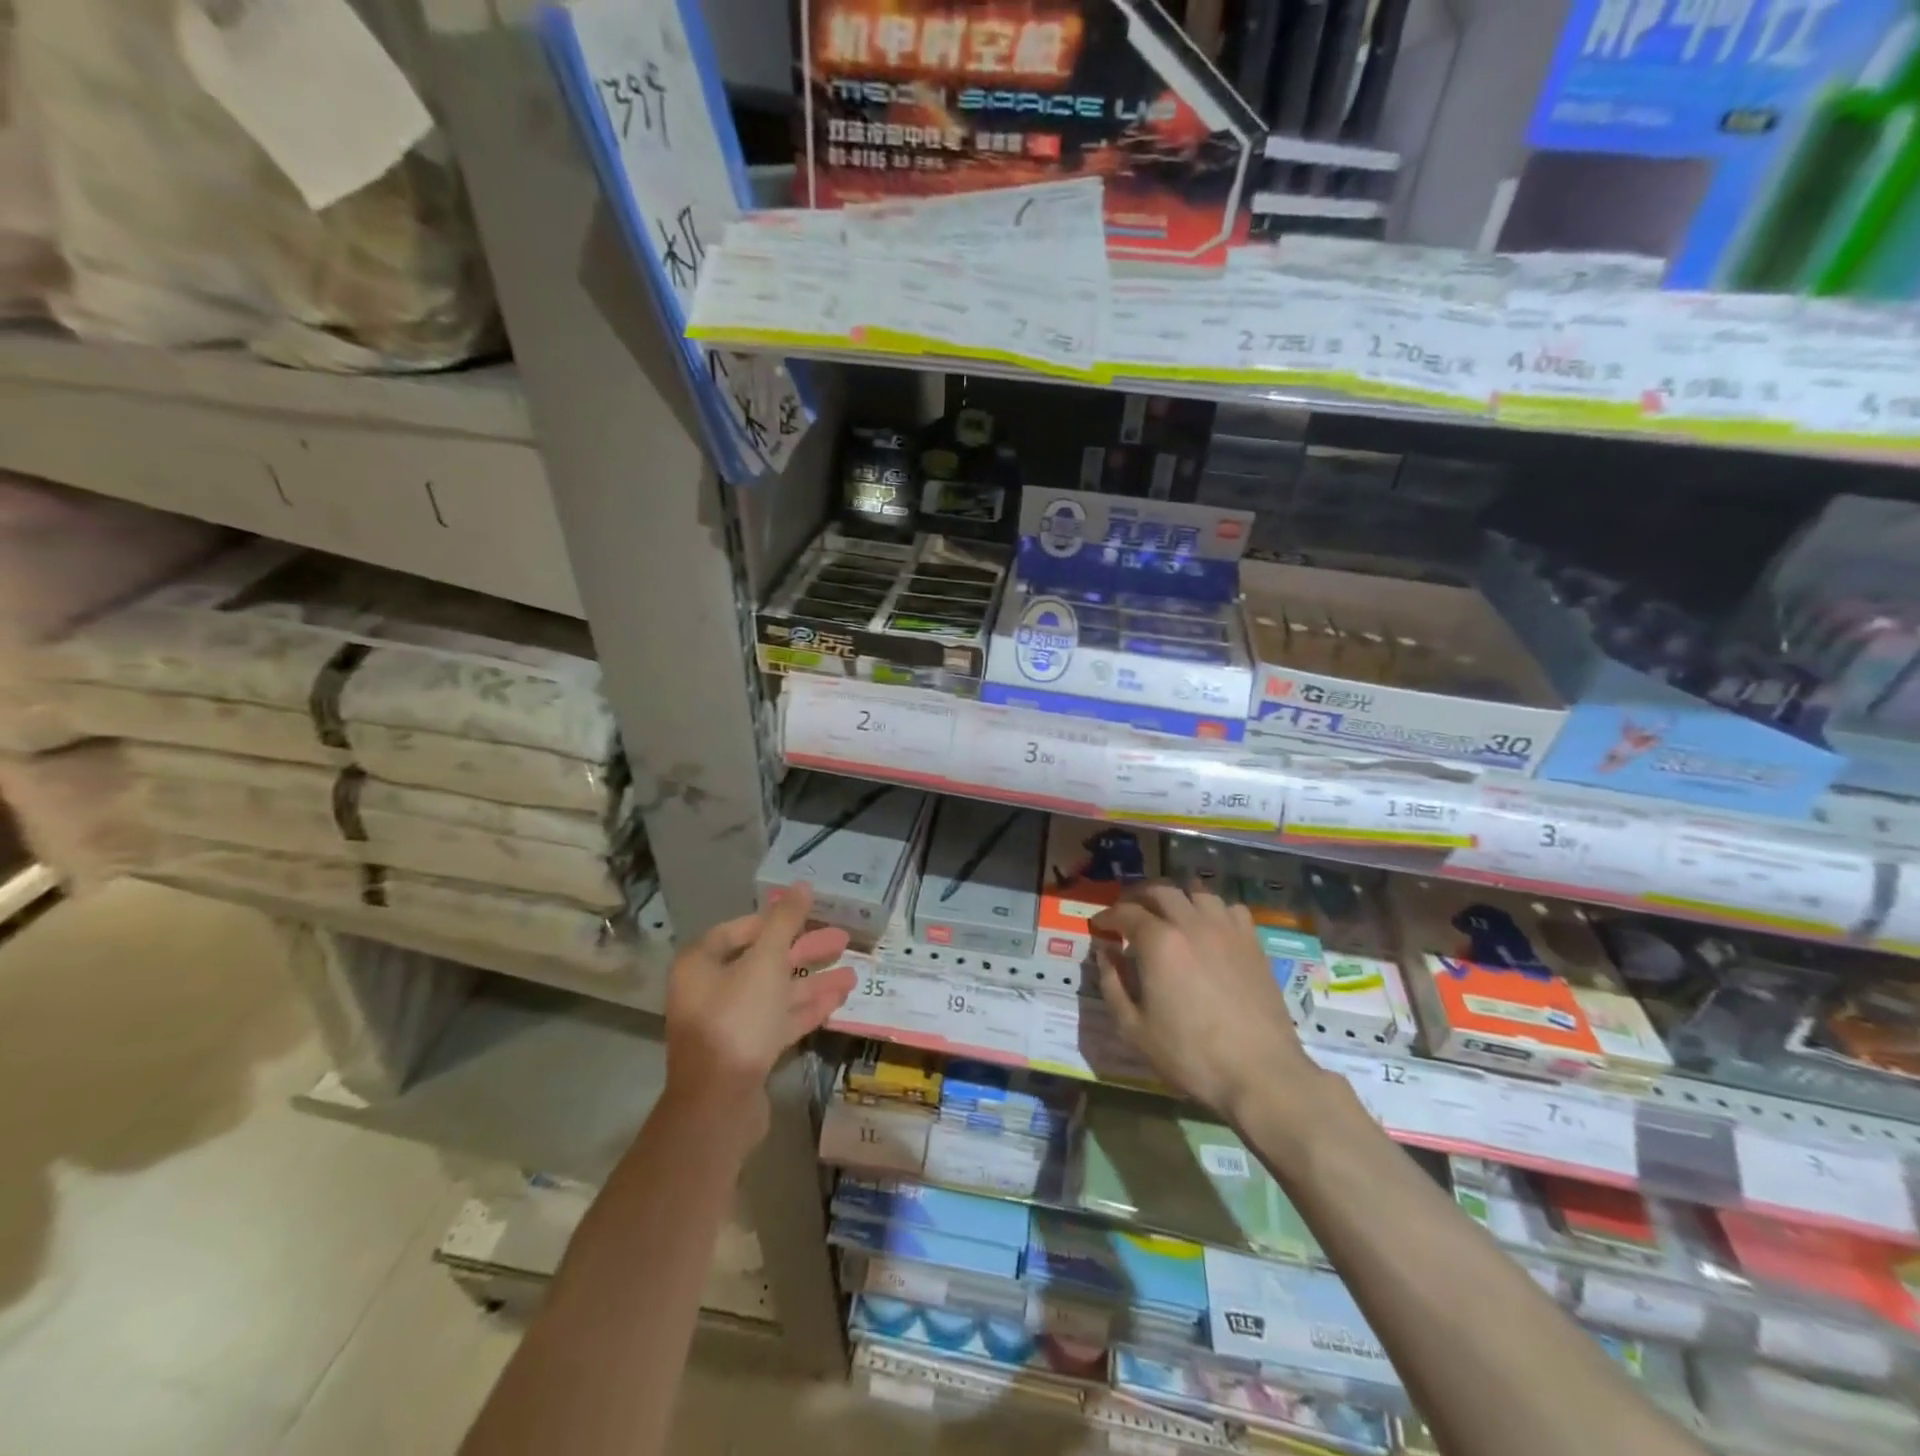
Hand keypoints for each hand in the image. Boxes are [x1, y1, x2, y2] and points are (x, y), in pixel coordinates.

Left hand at [663, 883, 856, 1144]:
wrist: (719, 1104)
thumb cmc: (737, 1020)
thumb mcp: (765, 962)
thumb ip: (785, 922)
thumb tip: (801, 885)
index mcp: (703, 964)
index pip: (742, 930)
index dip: (776, 920)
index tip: (811, 914)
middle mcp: (711, 990)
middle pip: (763, 960)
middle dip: (805, 951)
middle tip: (843, 940)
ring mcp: (729, 1024)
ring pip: (776, 993)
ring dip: (813, 982)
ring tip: (853, 975)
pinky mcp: (747, 1052)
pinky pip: (779, 1021)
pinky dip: (806, 1009)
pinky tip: (838, 1001)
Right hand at [1092, 882, 1315, 1122]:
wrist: (1260, 1073)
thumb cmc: (1190, 1054)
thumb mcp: (1134, 1028)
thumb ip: (1112, 984)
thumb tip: (1105, 952)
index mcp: (1158, 942)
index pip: (1125, 912)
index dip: (1107, 916)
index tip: (1098, 926)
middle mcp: (1191, 923)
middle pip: (1160, 891)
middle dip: (1138, 896)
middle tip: (1128, 912)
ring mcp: (1226, 929)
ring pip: (1197, 892)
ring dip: (1176, 896)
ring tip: (1168, 912)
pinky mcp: (1253, 943)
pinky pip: (1230, 908)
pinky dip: (1213, 909)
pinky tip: (1209, 926)